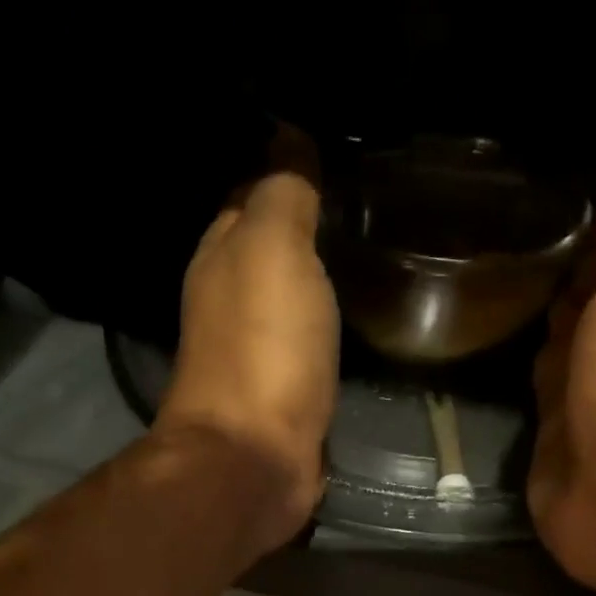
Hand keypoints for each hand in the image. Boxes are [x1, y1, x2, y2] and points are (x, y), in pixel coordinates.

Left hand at [157, 156, 338, 554]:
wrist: (256, 458)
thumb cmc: (263, 347)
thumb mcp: (273, 248)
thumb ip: (283, 194)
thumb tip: (289, 137)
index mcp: (220, 258)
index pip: (252, 198)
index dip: (289, 176)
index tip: (338, 158)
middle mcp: (230, 305)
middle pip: (272, 258)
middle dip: (309, 234)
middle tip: (370, 209)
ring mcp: (257, 358)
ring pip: (293, 307)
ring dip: (320, 288)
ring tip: (374, 257)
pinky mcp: (285, 401)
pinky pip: (311, 351)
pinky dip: (329, 334)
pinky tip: (360, 322)